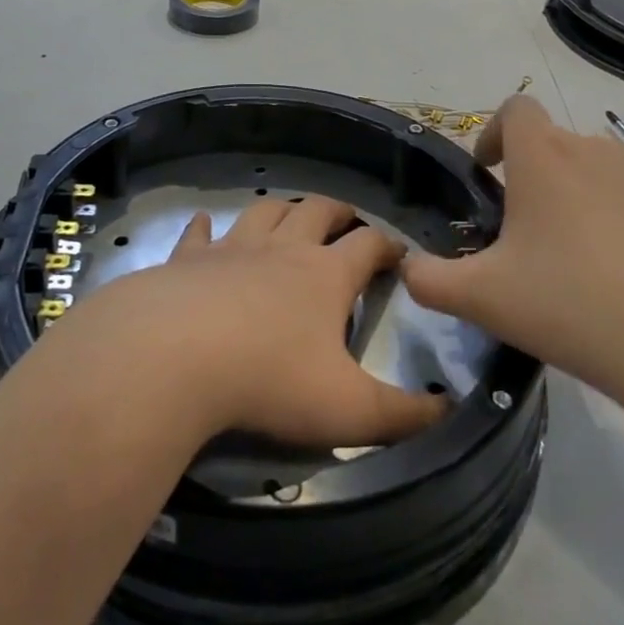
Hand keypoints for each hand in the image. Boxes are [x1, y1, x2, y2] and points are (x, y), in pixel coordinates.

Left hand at [49, 195, 446, 449]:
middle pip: (317, 211)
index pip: (369, 245)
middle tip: (347, 220)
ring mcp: (231, 248)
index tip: (400, 253)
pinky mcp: (187, 259)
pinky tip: (205, 226)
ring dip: (281, 209)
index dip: (388, 245)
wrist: (173, 356)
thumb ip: (404, 415)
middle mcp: (282, 249)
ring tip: (289, 215)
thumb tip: (451, 411)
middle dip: (338, 212)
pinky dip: (206, 228)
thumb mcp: (349, 410)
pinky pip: (199, 234)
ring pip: (264, 211)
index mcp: (325, 275)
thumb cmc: (269, 380)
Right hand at [402, 95, 623, 388]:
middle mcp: (596, 151)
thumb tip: (409, 268)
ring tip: (583, 258)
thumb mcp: (482, 299)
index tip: (489, 175)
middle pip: (557, 143)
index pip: (515, 109)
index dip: (494, 132)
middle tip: (529, 236)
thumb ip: (429, 280)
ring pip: (603, 171)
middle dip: (536, 176)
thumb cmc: (571, 304)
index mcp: (543, 159)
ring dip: (584, 196)